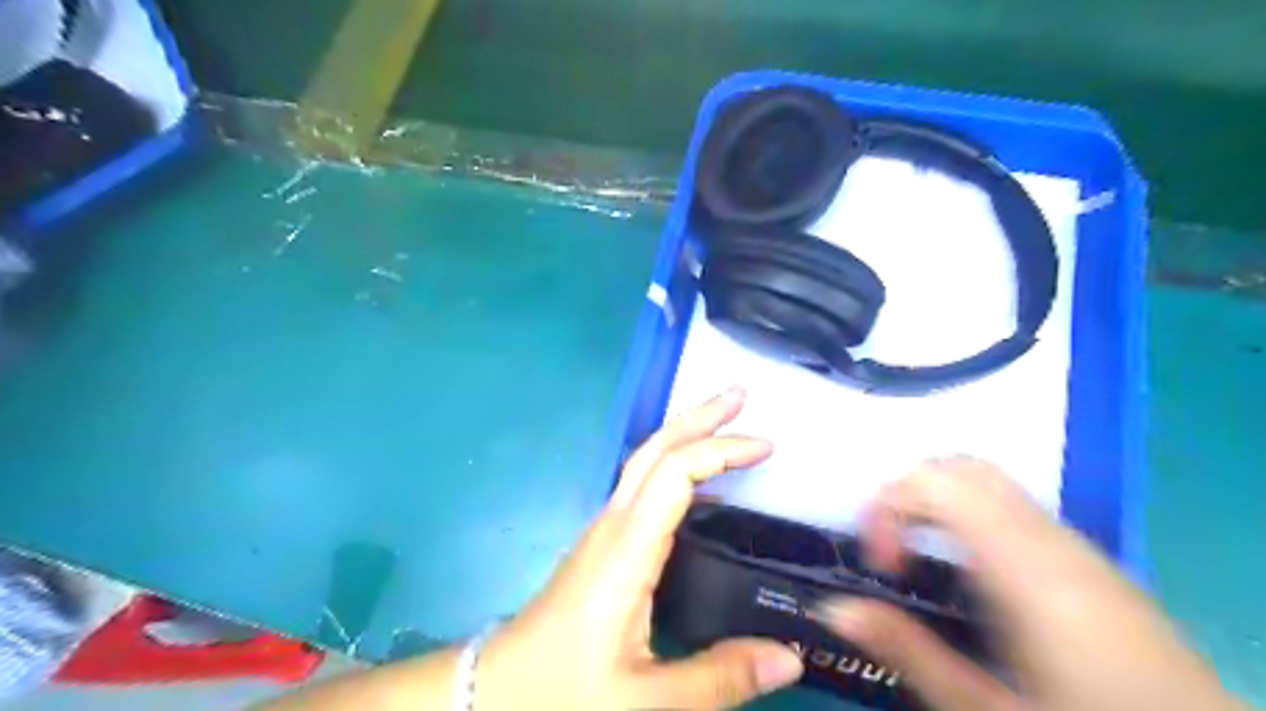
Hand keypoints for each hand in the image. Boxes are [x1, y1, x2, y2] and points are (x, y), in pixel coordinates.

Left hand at [475, 390, 799, 709]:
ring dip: (684, 434)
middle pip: (655, 449)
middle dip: (698, 417)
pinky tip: (695, 479)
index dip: (721, 451)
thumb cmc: (565, 691)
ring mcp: (603, 530)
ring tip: (724, 421)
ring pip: (645, 462)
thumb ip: (719, 678)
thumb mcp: (646, 701)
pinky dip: (673, 463)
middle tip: (740, 394)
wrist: (498, 692)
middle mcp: (613, 525)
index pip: (675, 474)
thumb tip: (792, 655)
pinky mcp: (601, 543)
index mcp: (627, 550)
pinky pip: (641, 485)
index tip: (766, 446)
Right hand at [811, 460, 1238, 706]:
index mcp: (1022, 566)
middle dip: (910, 493)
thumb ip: (906, 649)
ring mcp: (1079, 547)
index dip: (889, 503)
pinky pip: (1017, 510)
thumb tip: (835, 607)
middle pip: (962, 467)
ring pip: (991, 483)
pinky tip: (974, 578)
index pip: (937, 481)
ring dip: (940, 504)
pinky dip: (973, 518)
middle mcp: (1051, 539)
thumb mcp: (984, 708)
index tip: (881, 562)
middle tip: (893, 552)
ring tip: (925, 563)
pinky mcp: (1093, 564)